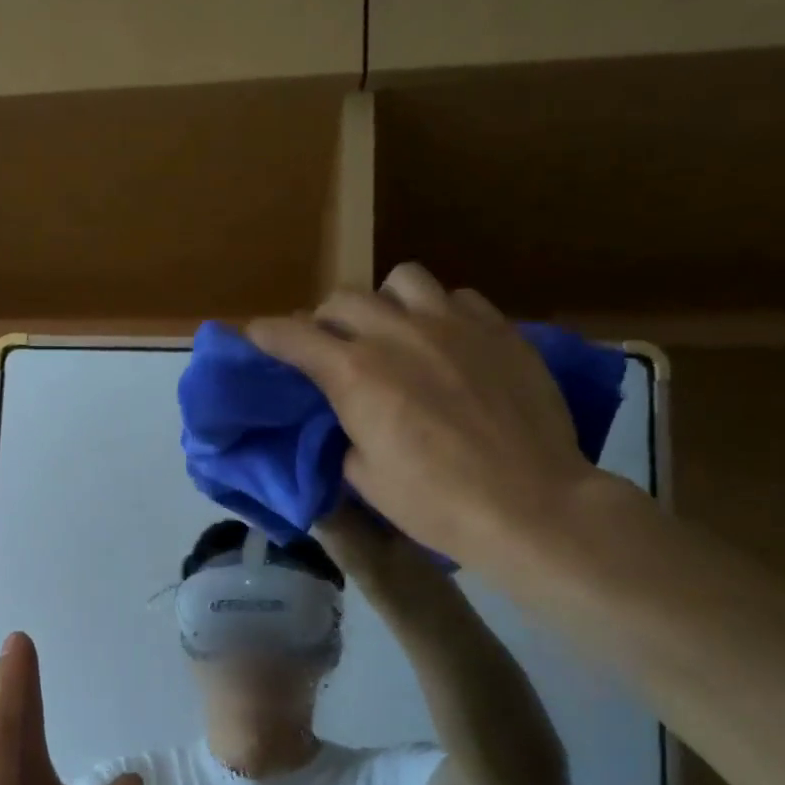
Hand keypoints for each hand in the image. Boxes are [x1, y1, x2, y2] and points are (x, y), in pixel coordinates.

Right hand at [249, 265, 596, 570]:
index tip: (256, 338)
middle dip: (323, 322)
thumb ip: (344, 430)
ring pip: (401, 280)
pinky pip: (457, 296)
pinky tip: (445, 343)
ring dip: (383, 304)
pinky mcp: (499, 328)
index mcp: (355, 373)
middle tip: (329, 350)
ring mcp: (453, 323)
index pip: (292, 335)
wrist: (528, 505)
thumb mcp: (363, 476)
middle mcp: (397, 333)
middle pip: (341, 299)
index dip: (266, 335)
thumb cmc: (434, 502)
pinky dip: (438, 313)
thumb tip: (347, 414)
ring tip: (392, 334)